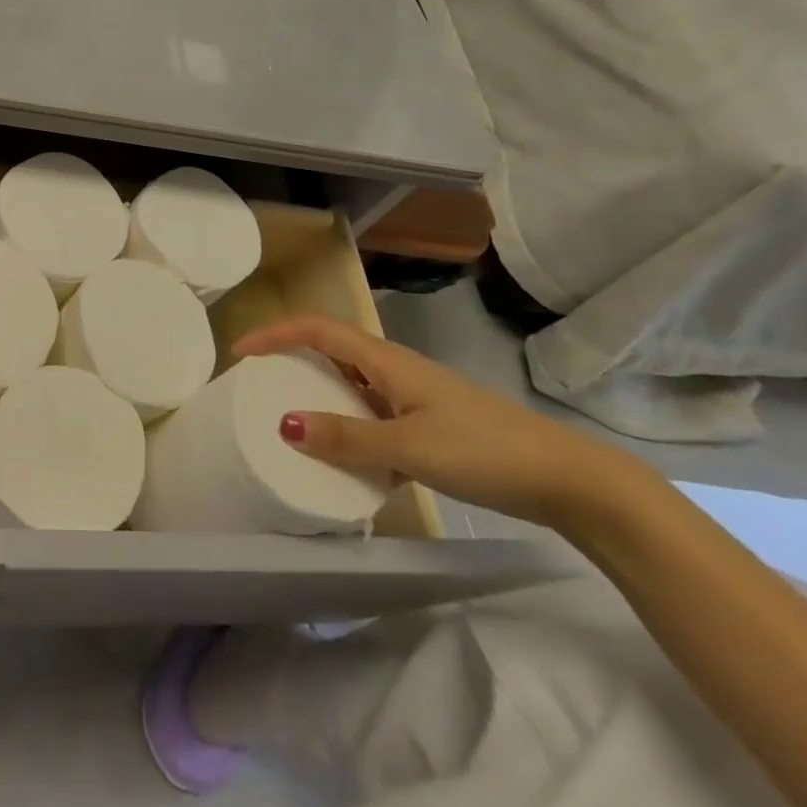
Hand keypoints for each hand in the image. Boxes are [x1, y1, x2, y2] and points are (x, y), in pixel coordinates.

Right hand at [234, 315, 654, 530]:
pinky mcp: (428, 422)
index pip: (317, 329)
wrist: (566, 478)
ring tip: (289, 417)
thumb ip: (347, 438)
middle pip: (331, 348)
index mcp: (386, 361)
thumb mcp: (409, 448)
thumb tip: (284, 424)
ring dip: (318, 390)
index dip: (275, 333)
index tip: (240, 352)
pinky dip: (348, 423)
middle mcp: (395, 369)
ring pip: (352, 381)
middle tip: (257, 383)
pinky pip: (372, 411)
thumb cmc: (484, 451)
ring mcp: (413, 395)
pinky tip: (345, 456)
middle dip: (290, 357)